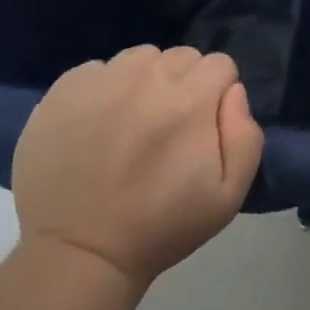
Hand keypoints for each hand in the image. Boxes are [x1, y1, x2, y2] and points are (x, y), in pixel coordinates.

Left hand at [12, 46, 264, 286]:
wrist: (77, 253)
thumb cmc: (160, 227)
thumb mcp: (228, 196)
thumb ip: (246, 136)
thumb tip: (234, 92)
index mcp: (191, 99)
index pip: (219, 64)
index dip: (217, 93)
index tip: (204, 125)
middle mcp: (148, 76)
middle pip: (182, 56)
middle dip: (184, 83)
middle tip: (168, 126)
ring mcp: (102, 79)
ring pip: (140, 58)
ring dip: (145, 80)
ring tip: (132, 121)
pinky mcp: (64, 89)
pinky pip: (97, 69)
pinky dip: (104, 88)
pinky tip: (97, 124)